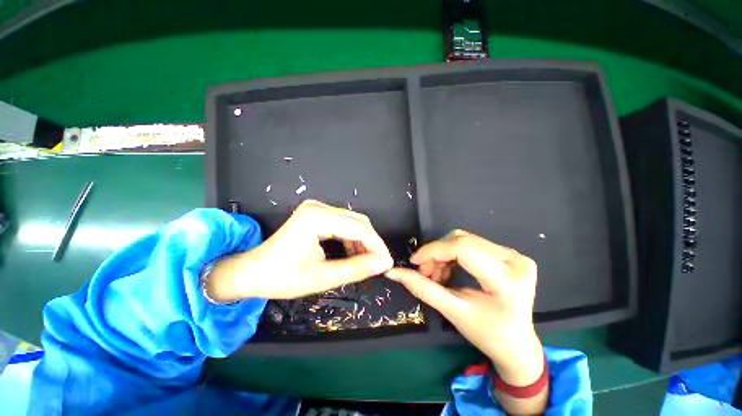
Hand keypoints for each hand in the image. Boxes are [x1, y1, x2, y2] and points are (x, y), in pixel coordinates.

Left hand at [206, 200, 393, 301]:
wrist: (251, 272)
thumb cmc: (280, 277)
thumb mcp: (320, 277)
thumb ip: (355, 269)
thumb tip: (383, 264)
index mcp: (317, 217)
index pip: (359, 228)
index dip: (377, 246)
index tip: (387, 264)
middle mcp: (319, 207)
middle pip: (358, 222)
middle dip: (371, 244)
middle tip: (378, 265)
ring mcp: (317, 209)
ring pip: (353, 222)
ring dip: (363, 242)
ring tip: (366, 262)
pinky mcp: (317, 215)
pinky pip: (343, 224)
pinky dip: (352, 239)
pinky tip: (352, 253)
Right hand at [386, 230, 543, 386]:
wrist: (517, 345)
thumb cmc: (487, 334)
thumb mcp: (452, 312)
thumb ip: (422, 288)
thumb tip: (394, 272)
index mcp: (507, 280)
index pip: (462, 249)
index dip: (433, 251)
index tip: (414, 262)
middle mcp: (515, 261)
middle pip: (462, 240)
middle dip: (436, 253)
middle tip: (425, 273)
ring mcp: (515, 255)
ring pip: (465, 239)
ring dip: (443, 253)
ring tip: (437, 274)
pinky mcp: (510, 255)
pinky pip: (472, 243)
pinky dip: (453, 254)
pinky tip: (449, 270)